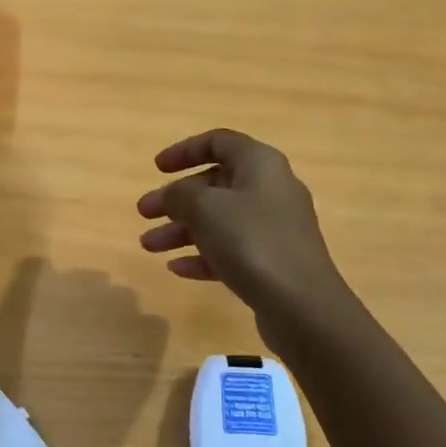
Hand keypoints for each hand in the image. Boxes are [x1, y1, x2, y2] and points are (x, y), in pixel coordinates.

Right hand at [137, 130, 352, 344]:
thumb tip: (173, 195)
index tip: (156, 168)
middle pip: (215, 184)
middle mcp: (270, 189)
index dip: (185, 150)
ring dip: (182, 230)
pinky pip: (232, 249)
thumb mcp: (205, 209)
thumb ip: (180, 195)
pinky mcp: (273, 260)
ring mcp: (274, 227)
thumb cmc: (251, 242)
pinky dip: (204, 254)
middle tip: (144, 213)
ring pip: (220, 219)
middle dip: (176, 199)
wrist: (301, 304)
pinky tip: (177, 269)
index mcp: (260, 163)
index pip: (219, 142)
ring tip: (148, 246)